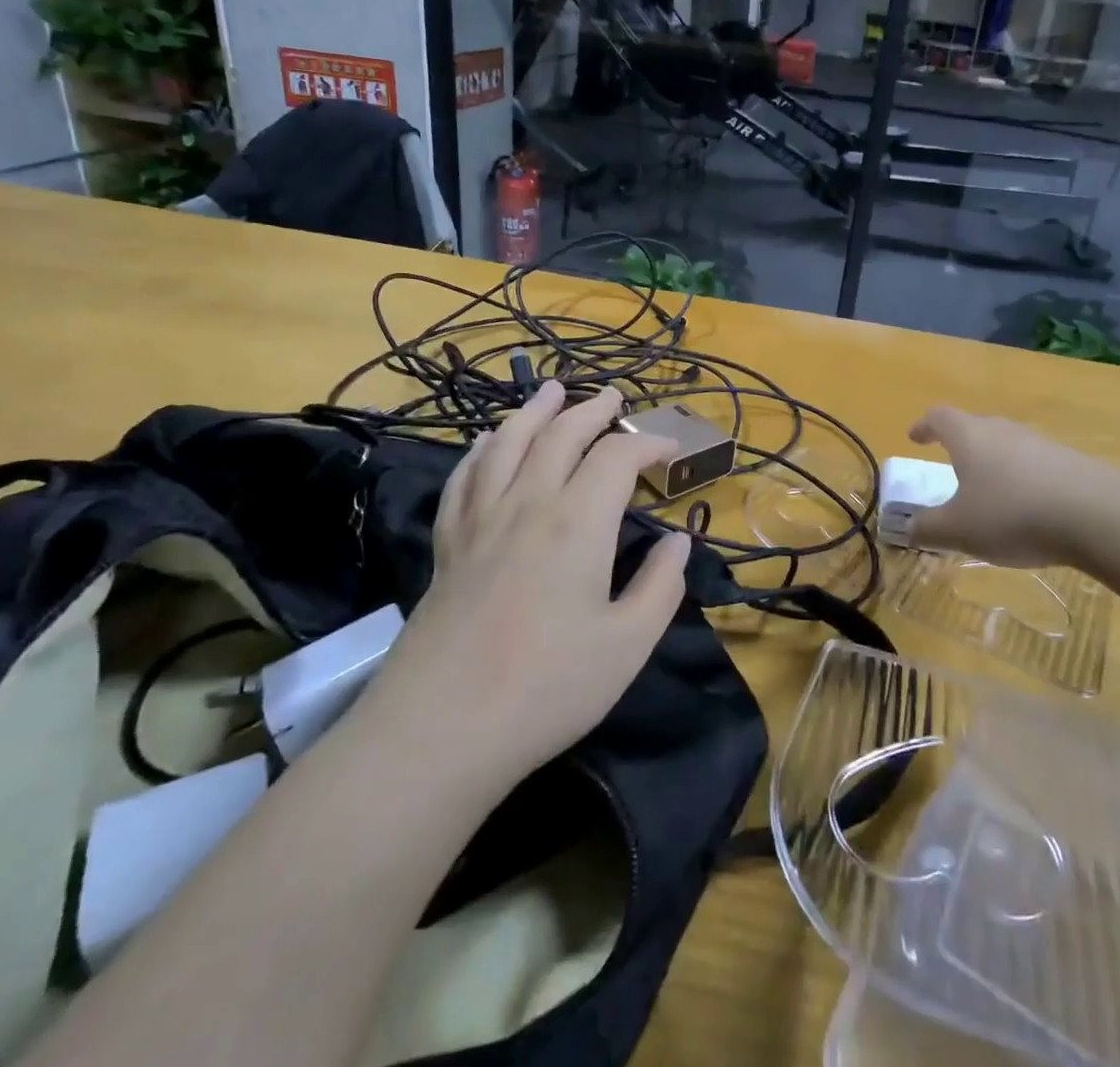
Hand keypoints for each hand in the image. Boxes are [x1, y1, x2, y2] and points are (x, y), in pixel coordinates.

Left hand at [377, 381, 688, 778]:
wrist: (441, 729)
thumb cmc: (547, 688)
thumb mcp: (628, 645)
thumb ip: (661, 586)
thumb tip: (679, 542)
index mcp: (577, 521)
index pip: (616, 456)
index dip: (647, 443)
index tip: (669, 449)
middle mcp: (527, 502)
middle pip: (560, 434)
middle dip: (593, 411)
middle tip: (615, 397)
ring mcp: (480, 519)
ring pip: (508, 442)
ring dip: (535, 411)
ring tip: (552, 390)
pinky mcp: (448, 543)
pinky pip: (465, 476)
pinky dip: (482, 449)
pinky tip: (487, 440)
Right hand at [906, 407, 1119, 567]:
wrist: (1099, 515)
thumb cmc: (1012, 514)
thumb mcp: (958, 530)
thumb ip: (928, 529)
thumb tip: (908, 528)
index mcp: (969, 437)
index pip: (940, 418)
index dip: (925, 426)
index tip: (914, 437)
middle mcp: (1004, 431)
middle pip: (976, 428)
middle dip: (961, 445)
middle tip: (952, 465)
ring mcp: (1042, 445)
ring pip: (1009, 447)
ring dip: (995, 465)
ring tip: (990, 493)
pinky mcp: (1073, 464)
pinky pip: (1037, 467)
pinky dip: (1025, 482)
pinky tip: (1030, 510)